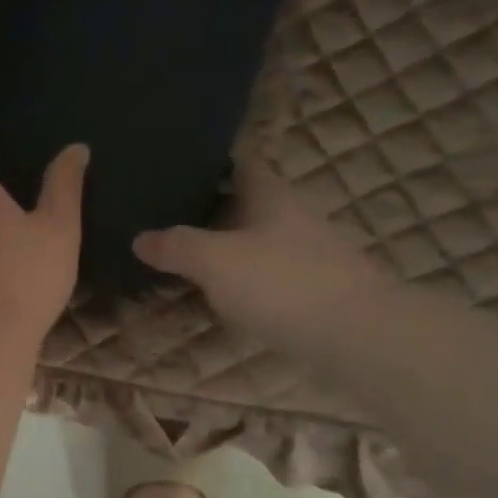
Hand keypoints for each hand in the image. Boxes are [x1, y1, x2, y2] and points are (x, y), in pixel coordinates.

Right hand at [132, 159, 383, 344]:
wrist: (357, 335)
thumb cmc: (281, 283)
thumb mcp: (215, 261)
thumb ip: (177, 247)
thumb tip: (139, 237)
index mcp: (271, 198)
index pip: (243, 165)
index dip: (215, 163)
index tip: (183, 166)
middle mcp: (294, 219)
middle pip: (251, 204)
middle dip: (216, 208)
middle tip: (172, 215)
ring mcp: (310, 256)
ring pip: (261, 241)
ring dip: (231, 246)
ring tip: (190, 256)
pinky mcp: (317, 292)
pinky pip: (271, 275)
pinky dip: (246, 279)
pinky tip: (225, 295)